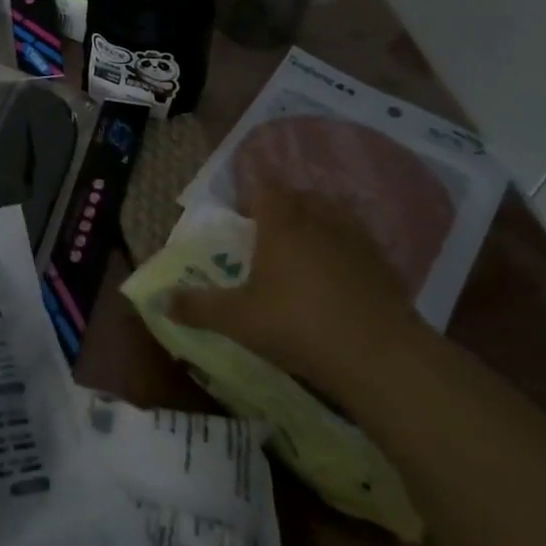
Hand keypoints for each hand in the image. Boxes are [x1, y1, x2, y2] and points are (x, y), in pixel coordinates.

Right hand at [167, 188, 420, 402]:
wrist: (379, 356)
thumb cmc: (297, 325)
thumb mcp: (237, 320)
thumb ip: (197, 307)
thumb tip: (160, 301)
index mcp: (281, 223)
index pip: (265, 189)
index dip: (253, 197)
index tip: (244, 217)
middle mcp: (319, 220)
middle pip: (300, 197)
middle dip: (285, 207)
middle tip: (270, 233)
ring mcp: (357, 240)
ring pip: (333, 215)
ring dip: (318, 224)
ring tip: (306, 250)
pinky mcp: (385, 265)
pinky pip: (359, 243)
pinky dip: (346, 250)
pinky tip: (340, 278)